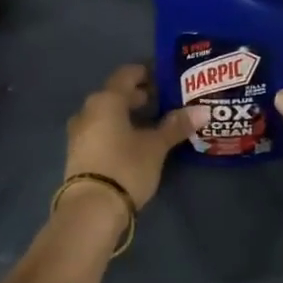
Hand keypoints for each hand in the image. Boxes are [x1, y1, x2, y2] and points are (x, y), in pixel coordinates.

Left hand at [64, 64, 198, 208]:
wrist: (90, 210)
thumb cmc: (125, 167)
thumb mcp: (155, 146)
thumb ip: (176, 126)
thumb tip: (203, 110)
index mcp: (106, 100)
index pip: (127, 74)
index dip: (147, 73)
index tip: (166, 78)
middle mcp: (88, 110)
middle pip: (116, 94)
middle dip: (140, 95)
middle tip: (165, 101)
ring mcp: (79, 133)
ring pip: (107, 113)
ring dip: (128, 114)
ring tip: (153, 123)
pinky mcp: (78, 153)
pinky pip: (101, 130)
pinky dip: (118, 129)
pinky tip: (135, 142)